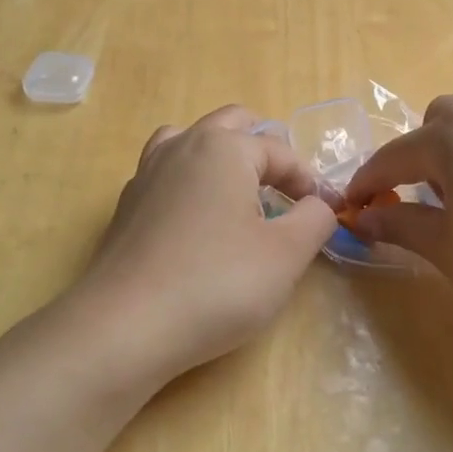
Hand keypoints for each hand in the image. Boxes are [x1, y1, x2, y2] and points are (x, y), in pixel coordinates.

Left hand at [67, 105, 337, 391]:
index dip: (309, 180)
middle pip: (230, 125)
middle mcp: (181, 147)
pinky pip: (165, 176)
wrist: (126, 326)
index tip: (326, 213)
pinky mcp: (126, 208)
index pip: (279, 150)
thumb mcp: (286, 254)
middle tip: (285, 189)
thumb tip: (318, 204)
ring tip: (238, 193)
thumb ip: (315, 219)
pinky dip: (189, 184)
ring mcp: (146, 175)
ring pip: (189, 142)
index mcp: (223, 148)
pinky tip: (197, 222)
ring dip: (220, 157)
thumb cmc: (217, 283)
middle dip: (264, 150)